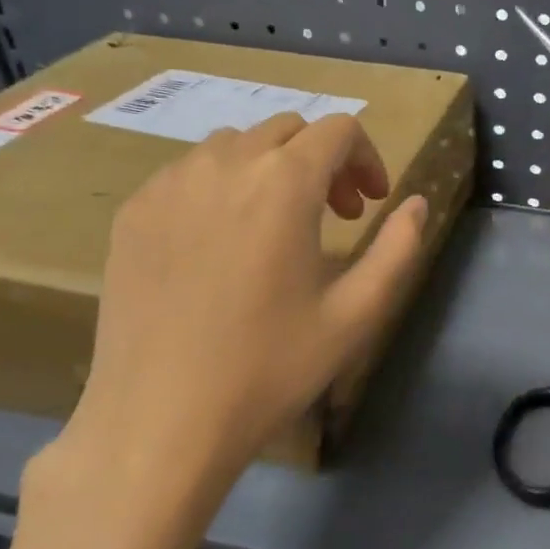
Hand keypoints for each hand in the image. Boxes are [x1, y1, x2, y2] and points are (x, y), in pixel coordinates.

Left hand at [24, 113, 426, 548]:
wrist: (161, 418)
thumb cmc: (270, 367)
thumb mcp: (356, 314)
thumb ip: (398, 249)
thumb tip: (416, 204)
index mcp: (283, 184)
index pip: (337, 130)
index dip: (367, 157)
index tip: (371, 204)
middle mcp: (222, 165)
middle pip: (286, 130)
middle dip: (323, 161)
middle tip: (335, 217)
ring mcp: (168, 185)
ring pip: (234, 146)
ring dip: (271, 170)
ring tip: (278, 228)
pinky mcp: (133, 212)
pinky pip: (188, 174)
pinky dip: (222, 187)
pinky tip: (223, 244)